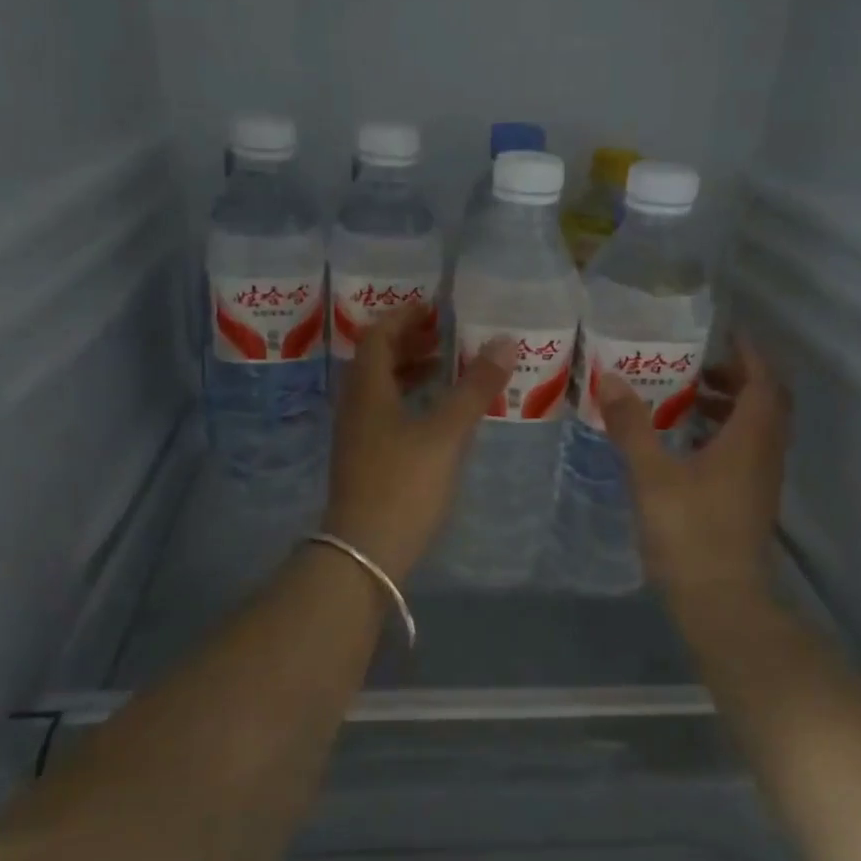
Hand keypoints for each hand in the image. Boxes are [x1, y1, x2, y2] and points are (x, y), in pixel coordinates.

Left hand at [322, 308, 512, 580]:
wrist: (365, 552)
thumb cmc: (404, 484)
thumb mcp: (446, 433)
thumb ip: (475, 387)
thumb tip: (505, 341)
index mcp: (368, 390)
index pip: (378, 336)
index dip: (404, 316)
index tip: (435, 308)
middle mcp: (356, 406)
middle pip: (377, 360)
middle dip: (410, 342)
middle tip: (447, 335)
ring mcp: (357, 436)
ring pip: (381, 389)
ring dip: (410, 372)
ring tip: (447, 369)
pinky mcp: (365, 461)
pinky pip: (386, 414)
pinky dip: (411, 401)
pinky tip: (437, 416)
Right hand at [598, 334, 789, 604]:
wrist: (721, 601)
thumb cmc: (690, 532)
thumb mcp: (652, 475)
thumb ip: (632, 426)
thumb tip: (611, 379)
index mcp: (751, 438)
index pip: (763, 380)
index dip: (748, 352)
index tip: (724, 332)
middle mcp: (765, 453)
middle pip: (765, 401)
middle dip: (737, 375)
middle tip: (698, 363)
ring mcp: (760, 480)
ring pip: (756, 427)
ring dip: (729, 405)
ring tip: (686, 397)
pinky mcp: (749, 501)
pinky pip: (745, 450)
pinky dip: (723, 433)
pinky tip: (686, 443)